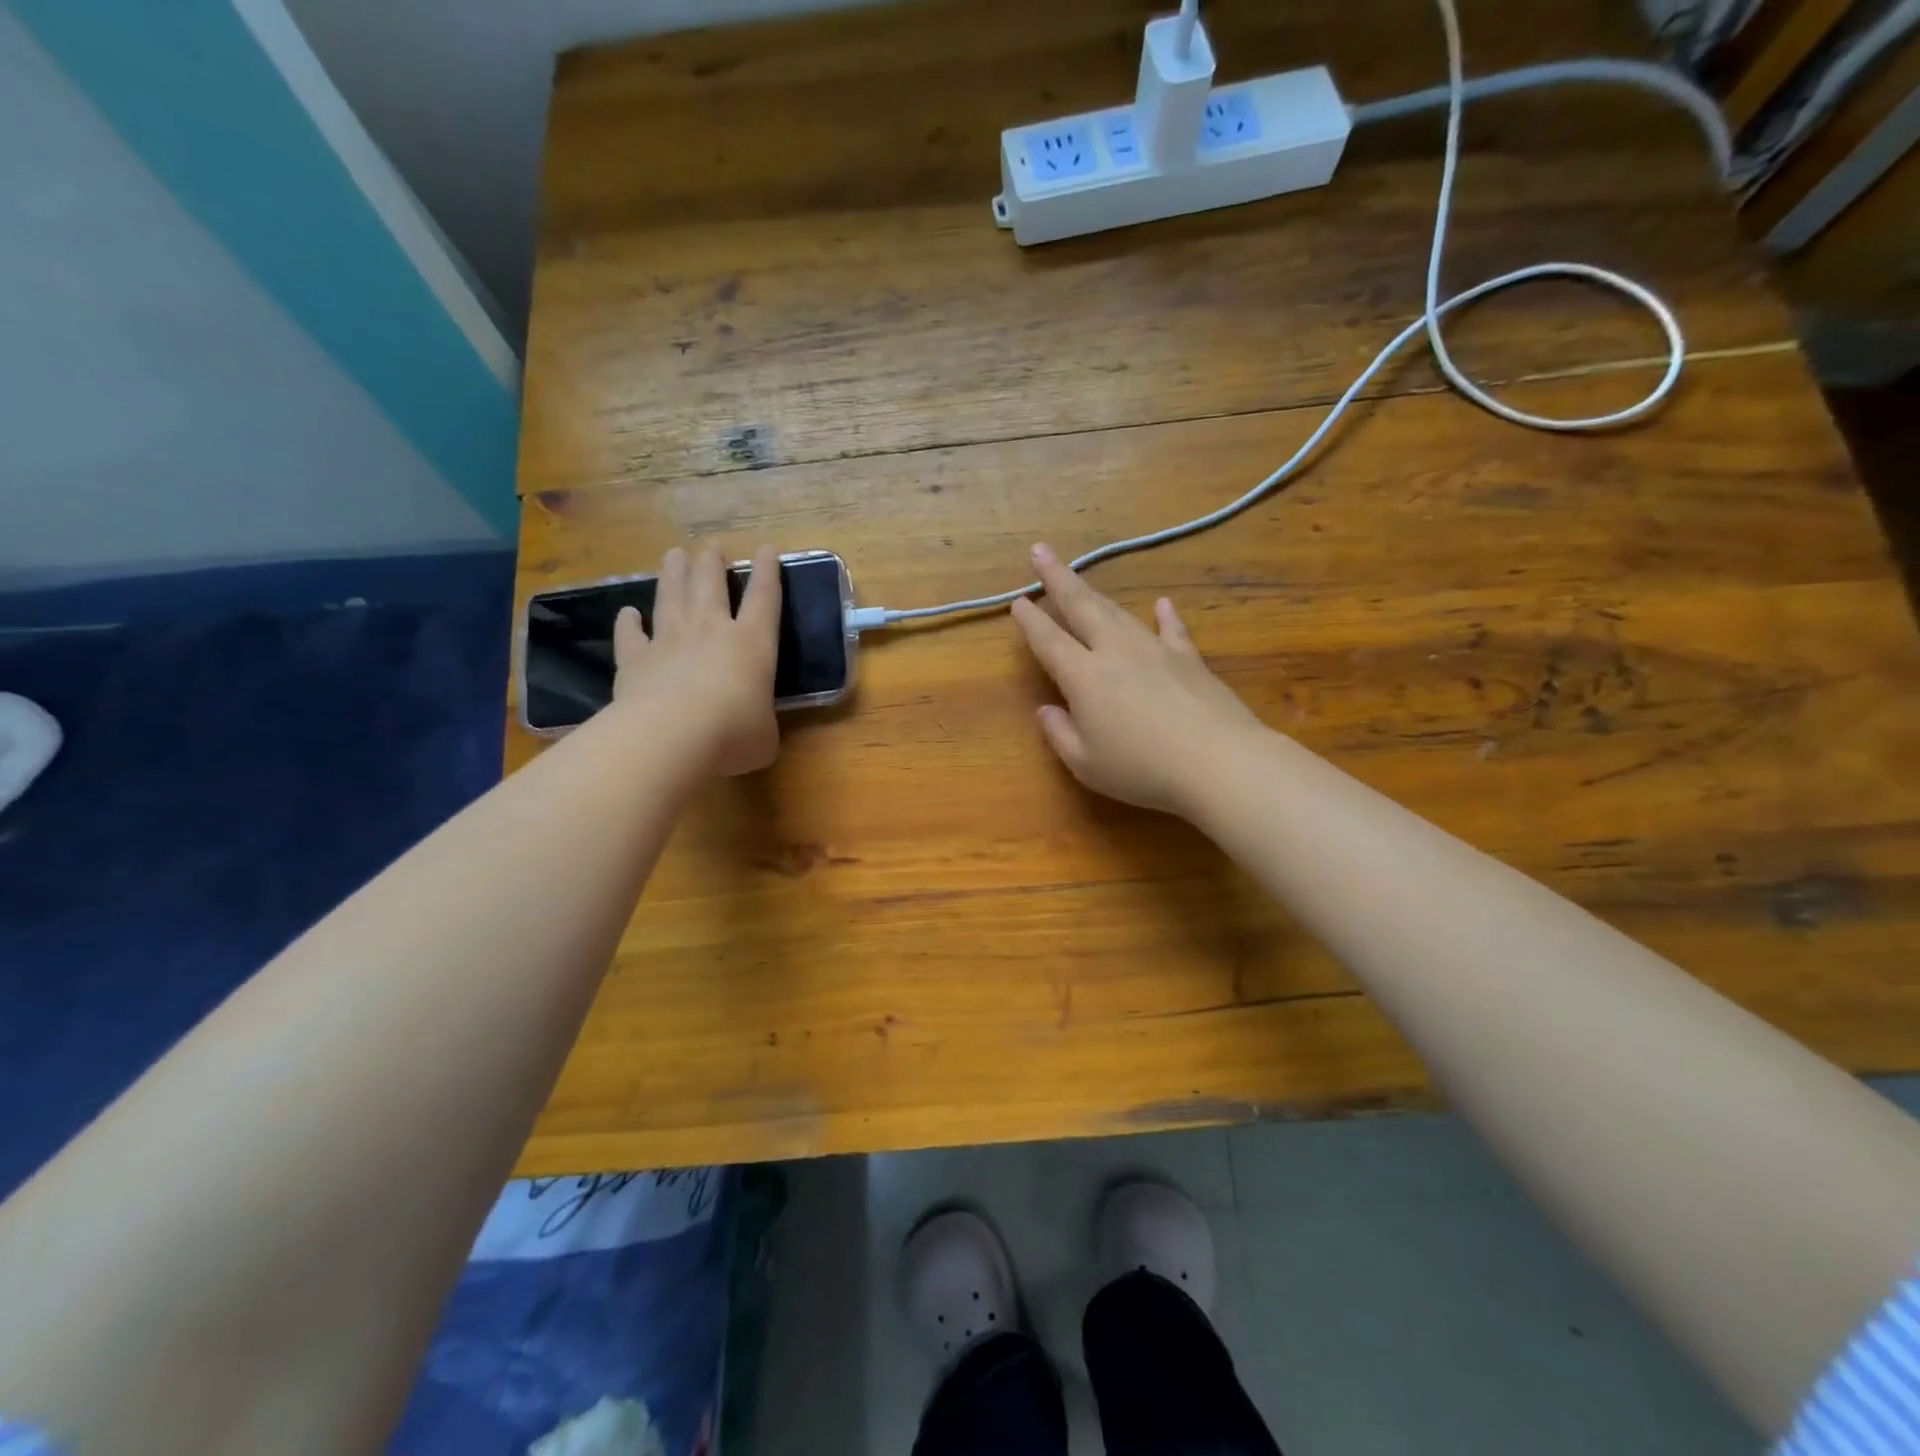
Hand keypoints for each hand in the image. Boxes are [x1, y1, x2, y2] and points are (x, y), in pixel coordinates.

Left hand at [612, 545, 781, 776]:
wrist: (672, 737)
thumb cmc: (733, 735)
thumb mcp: (765, 736)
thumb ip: (761, 722)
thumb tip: (755, 729)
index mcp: (752, 644)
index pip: (764, 598)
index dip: (767, 572)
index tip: (767, 549)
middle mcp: (711, 631)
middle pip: (710, 584)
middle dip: (712, 562)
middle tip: (711, 547)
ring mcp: (669, 641)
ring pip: (671, 596)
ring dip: (674, 573)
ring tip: (674, 554)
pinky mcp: (635, 660)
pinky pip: (630, 635)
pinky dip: (628, 622)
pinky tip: (627, 612)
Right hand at [1012, 543, 1266, 816]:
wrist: (1217, 762)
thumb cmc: (1143, 769)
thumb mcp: (1087, 764)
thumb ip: (1060, 734)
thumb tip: (1046, 710)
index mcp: (1084, 677)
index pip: (1049, 641)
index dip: (1031, 621)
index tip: (1018, 601)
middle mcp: (1116, 652)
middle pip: (1081, 607)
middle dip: (1058, 578)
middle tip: (1040, 551)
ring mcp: (1155, 650)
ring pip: (1119, 613)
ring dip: (1096, 595)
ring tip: (1081, 581)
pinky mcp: (1189, 659)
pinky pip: (1171, 630)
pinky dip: (1164, 615)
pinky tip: (1162, 603)